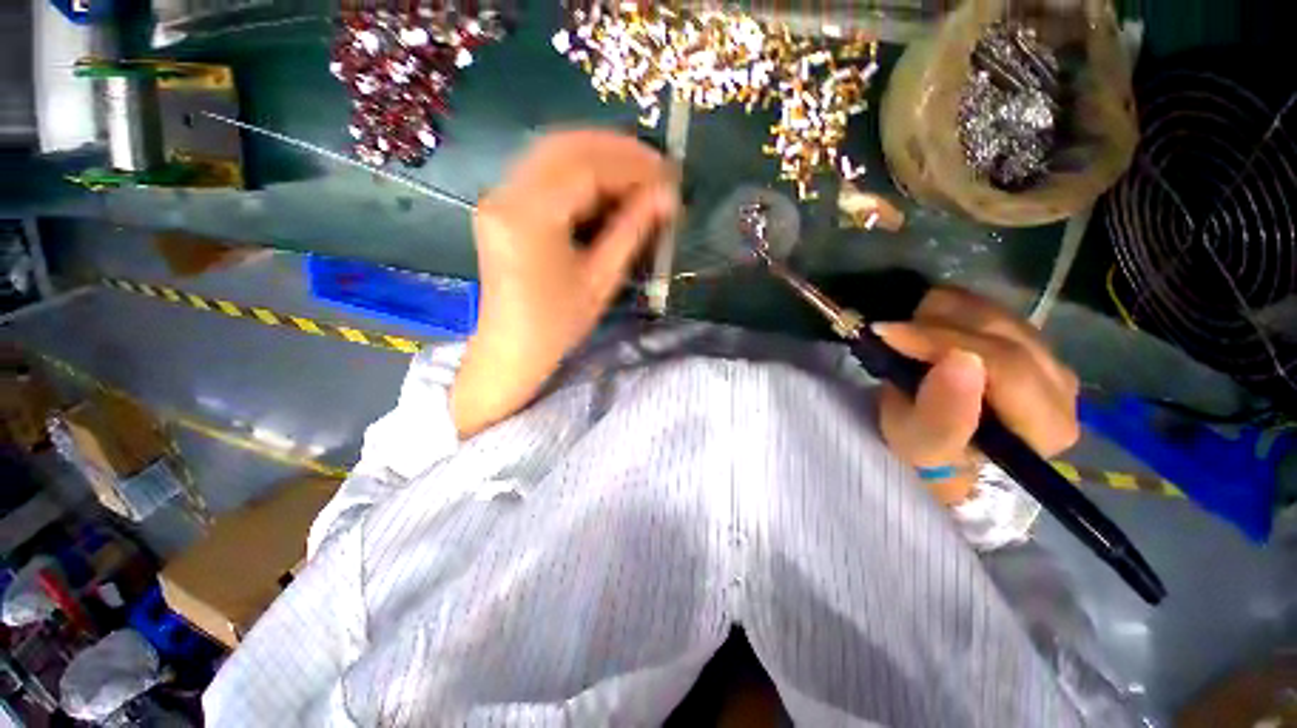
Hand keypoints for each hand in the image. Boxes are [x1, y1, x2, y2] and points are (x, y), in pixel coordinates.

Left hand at [451, 130, 678, 437]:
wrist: (511, 347)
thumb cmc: (558, 325)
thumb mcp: (601, 280)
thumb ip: (632, 230)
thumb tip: (667, 196)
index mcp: (530, 217)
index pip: (586, 167)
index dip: (632, 165)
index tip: (669, 174)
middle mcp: (506, 194)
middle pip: (566, 146)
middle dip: (617, 151)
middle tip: (657, 168)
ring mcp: (498, 195)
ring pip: (553, 151)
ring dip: (599, 155)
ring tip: (639, 175)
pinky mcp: (502, 204)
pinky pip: (544, 170)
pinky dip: (580, 170)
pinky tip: (607, 185)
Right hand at [873, 288, 1079, 505]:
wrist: (943, 450)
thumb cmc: (931, 458)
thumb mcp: (922, 447)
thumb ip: (942, 415)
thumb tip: (960, 360)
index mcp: (1047, 425)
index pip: (1005, 365)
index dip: (942, 342)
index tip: (887, 335)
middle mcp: (1063, 387)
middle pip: (1002, 333)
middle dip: (936, 327)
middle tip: (888, 333)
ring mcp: (1050, 358)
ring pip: (995, 314)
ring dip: (940, 318)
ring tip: (904, 336)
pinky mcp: (1030, 342)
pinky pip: (989, 308)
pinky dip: (949, 311)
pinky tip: (925, 329)